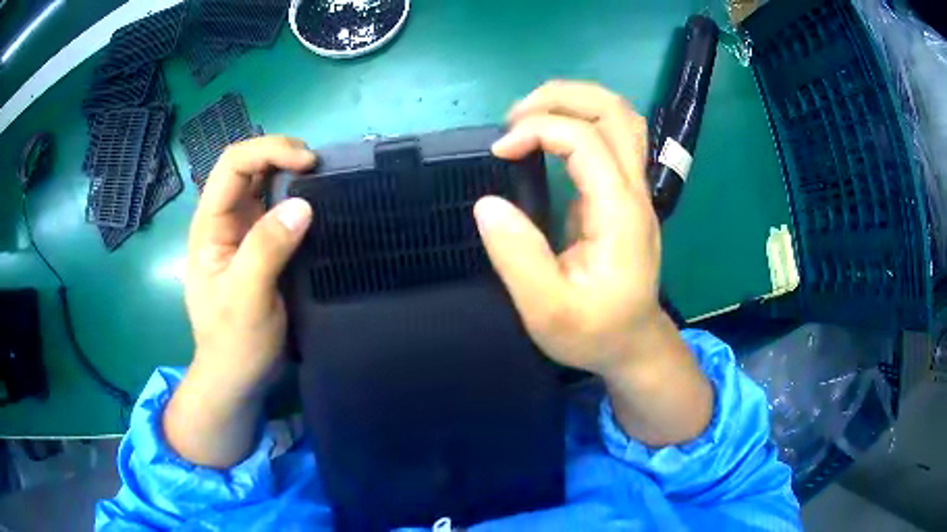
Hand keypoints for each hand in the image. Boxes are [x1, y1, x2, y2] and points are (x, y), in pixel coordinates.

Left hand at [184, 136, 315, 396]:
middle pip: (248, 166)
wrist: (237, 376)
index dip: (268, 151)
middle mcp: (225, 220)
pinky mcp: (260, 246)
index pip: (233, 165)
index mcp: (210, 224)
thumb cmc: (234, 341)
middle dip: (281, 154)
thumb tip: (303, 204)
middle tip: (320, 165)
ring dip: (291, 173)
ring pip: (263, 184)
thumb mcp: (246, 296)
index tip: (308, 162)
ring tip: (323, 177)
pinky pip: (278, 209)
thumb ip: (266, 249)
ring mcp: (242, 232)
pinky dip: (297, 197)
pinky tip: (316, 203)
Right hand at [475, 82, 712, 444]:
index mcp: (619, 212)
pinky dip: (579, 121)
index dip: (536, 129)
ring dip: (574, 103)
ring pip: (620, 117)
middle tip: (515, 117)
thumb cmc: (595, 332)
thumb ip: (518, 257)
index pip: (584, 139)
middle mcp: (633, 190)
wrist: (634, 345)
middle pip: (614, 110)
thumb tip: (487, 204)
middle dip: (560, 97)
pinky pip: (612, 137)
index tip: (498, 152)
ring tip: (529, 117)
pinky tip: (549, 137)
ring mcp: (634, 189)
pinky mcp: (625, 194)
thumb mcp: (548, 311)